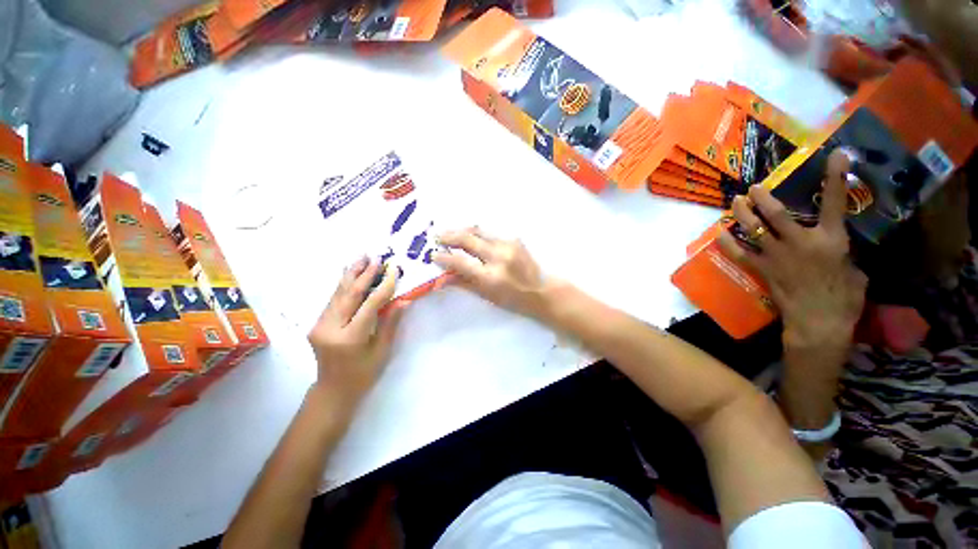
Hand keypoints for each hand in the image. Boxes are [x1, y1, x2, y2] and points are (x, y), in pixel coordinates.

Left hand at [307, 258, 405, 407]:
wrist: (332, 390)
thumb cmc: (363, 374)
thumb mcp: (382, 351)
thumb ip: (391, 323)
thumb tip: (404, 299)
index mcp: (350, 338)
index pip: (370, 304)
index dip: (384, 286)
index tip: (394, 270)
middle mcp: (330, 328)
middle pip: (349, 294)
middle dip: (364, 274)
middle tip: (376, 257)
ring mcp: (320, 325)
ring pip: (338, 293)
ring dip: (351, 274)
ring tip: (362, 257)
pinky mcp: (317, 323)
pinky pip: (332, 300)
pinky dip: (343, 285)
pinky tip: (349, 274)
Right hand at [432, 228, 550, 317]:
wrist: (542, 291)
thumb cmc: (513, 300)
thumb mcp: (487, 296)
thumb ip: (464, 284)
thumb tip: (443, 277)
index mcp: (490, 277)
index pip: (460, 261)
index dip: (444, 257)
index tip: (433, 255)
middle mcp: (498, 257)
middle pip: (468, 239)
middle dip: (449, 236)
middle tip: (437, 237)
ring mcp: (508, 245)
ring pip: (478, 231)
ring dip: (462, 231)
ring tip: (450, 233)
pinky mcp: (514, 239)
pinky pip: (490, 233)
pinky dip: (477, 234)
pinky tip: (471, 236)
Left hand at [718, 150, 866, 352]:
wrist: (819, 323)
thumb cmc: (844, 299)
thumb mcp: (855, 269)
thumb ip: (842, 252)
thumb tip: (832, 244)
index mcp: (831, 240)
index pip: (835, 203)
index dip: (835, 177)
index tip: (835, 155)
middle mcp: (800, 242)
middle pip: (776, 213)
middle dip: (762, 197)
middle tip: (752, 187)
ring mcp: (776, 256)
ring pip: (753, 229)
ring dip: (741, 213)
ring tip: (734, 202)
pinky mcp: (761, 269)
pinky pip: (739, 253)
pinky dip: (728, 242)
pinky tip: (720, 233)